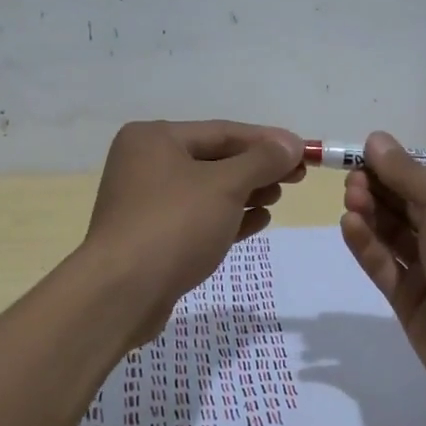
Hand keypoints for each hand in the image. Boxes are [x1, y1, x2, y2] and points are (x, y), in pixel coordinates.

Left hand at [86, 120, 304, 345]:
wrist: (122, 294)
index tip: (304, 151)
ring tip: (278, 198)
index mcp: (154, 138)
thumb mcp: (225, 186)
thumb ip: (261, 161)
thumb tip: (291, 143)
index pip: (222, 131)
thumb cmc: (174, 225)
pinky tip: (259, 221)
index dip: (267, 141)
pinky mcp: (151, 236)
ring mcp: (145, 202)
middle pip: (214, 159)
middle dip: (257, 168)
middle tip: (297, 177)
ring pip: (207, 190)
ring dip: (246, 192)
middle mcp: (145, 163)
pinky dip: (228, 217)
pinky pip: (197, 218)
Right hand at [339, 132, 425, 411]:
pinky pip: (385, 266)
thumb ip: (406, 173)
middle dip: (380, 188)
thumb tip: (376, 139)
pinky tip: (350, 224)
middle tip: (352, 178)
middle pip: (408, 205)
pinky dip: (367, 245)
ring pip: (394, 235)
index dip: (398, 166)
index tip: (364, 156)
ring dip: (371, 213)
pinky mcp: (412, 301)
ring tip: (350, 197)